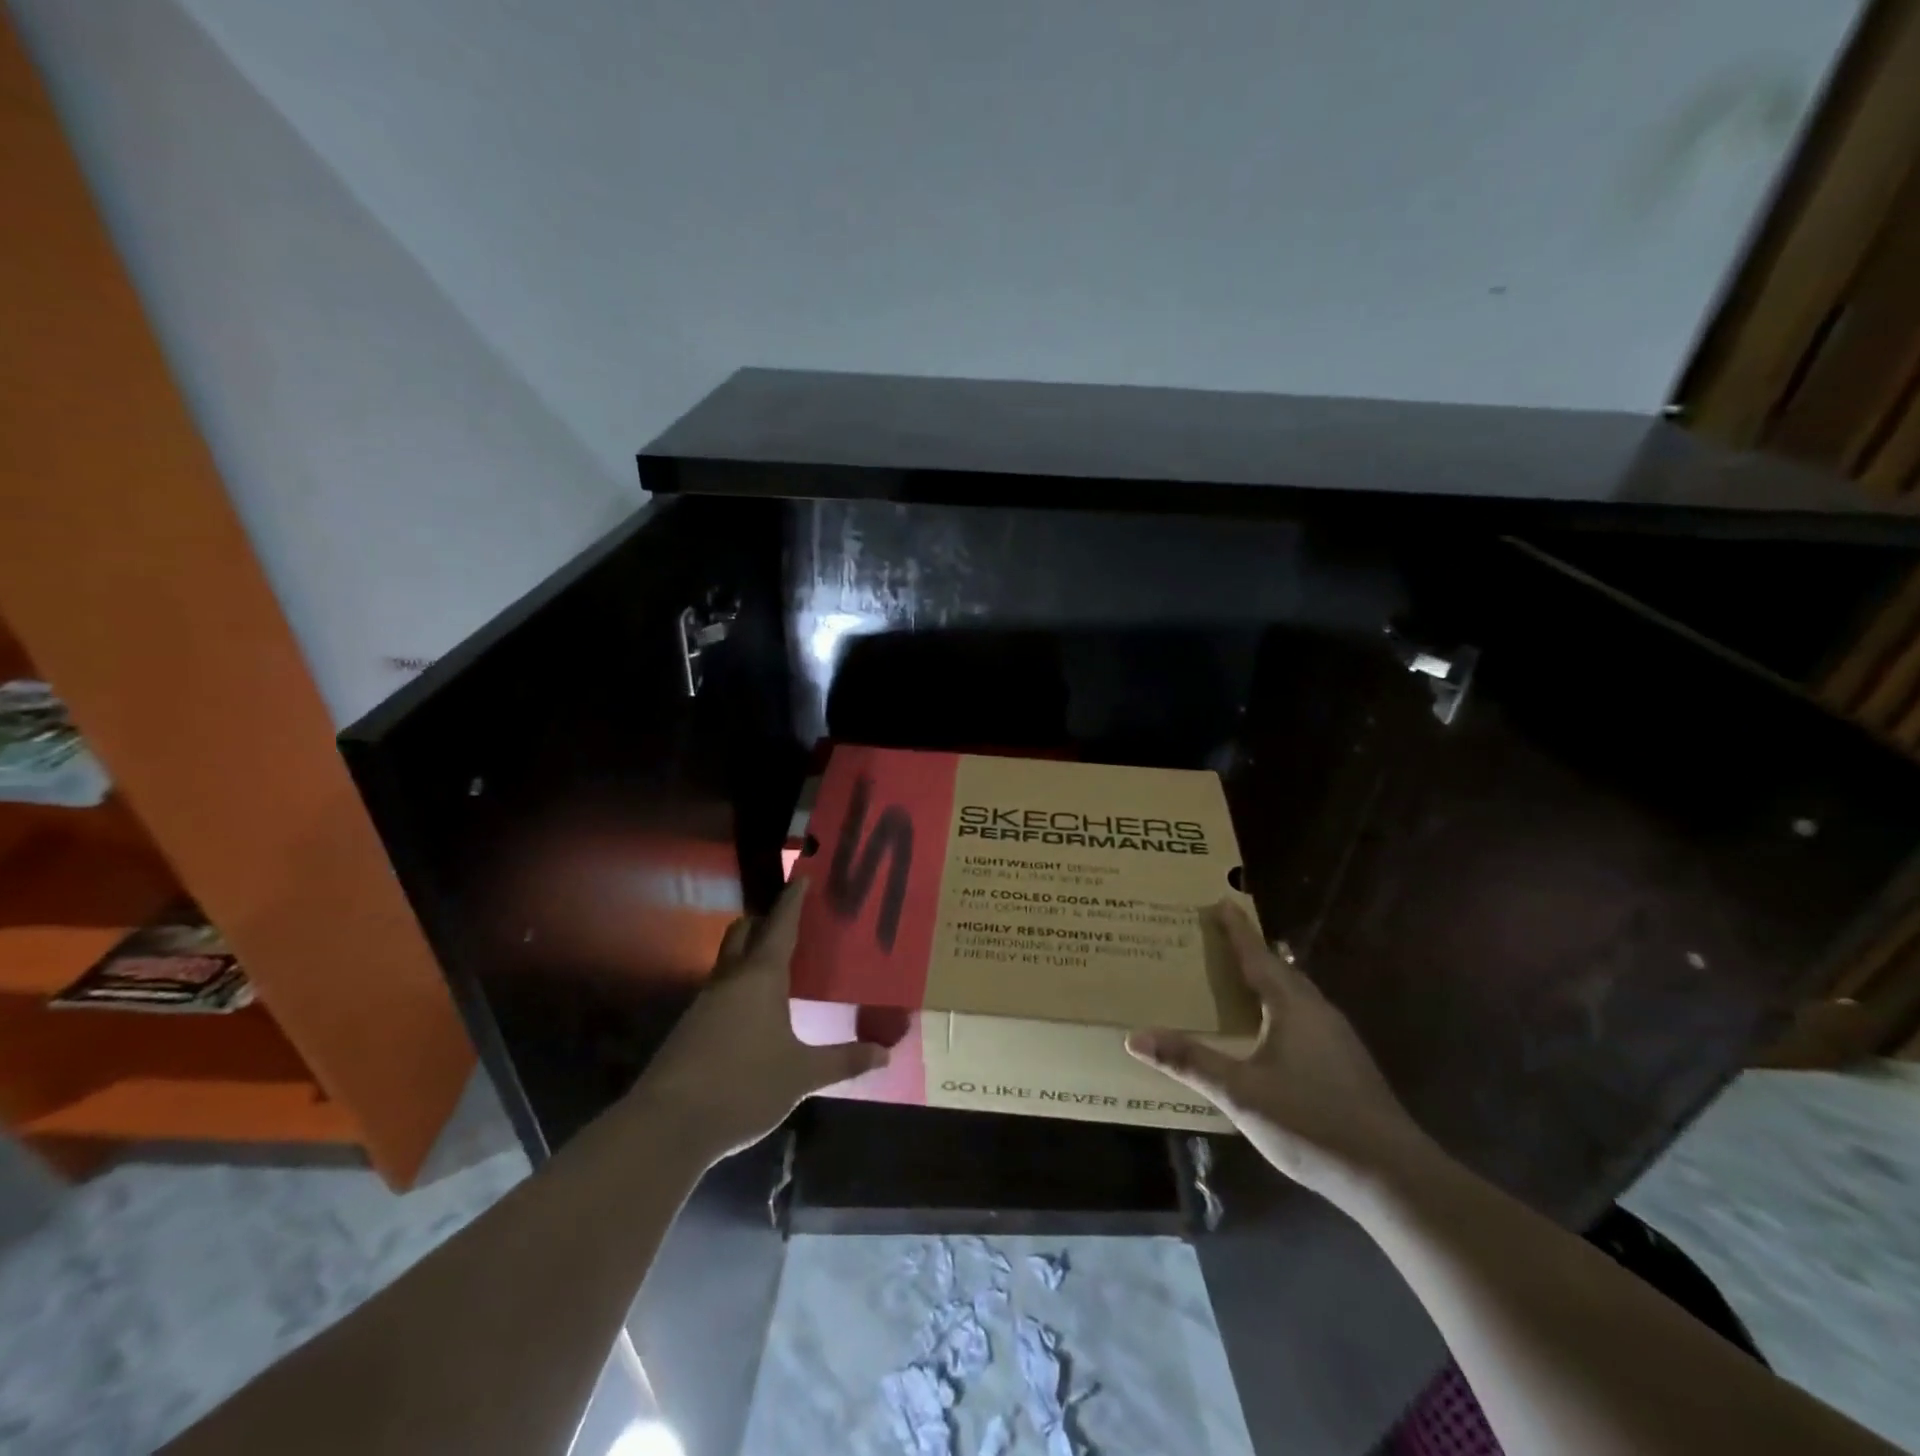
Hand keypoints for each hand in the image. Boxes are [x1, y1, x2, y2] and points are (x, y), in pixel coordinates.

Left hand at [634, 878, 887, 1159]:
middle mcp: (730, 979)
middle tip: (789, 924)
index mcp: (761, 977)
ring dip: (748, 955)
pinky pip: (718, 991)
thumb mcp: (801, 1076)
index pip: (781, 925)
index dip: (793, 900)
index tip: (803, 877)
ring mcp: (704, 1003)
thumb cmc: (744, 1086)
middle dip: (763, 922)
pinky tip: (753, 1014)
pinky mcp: (689, 1028)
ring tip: (778, 969)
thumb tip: (885, 1054)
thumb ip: (843, 1061)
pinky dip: (737, 987)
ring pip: (727, 962)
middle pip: (743, 933)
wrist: (668, 1125)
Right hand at [1126, 900, 1437, 1198]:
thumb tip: (1134, 1037)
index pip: (1257, 955)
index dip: (1237, 929)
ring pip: (1296, 994)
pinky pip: (1305, 1016)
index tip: (1221, 901)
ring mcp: (1337, 1038)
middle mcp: (1318, 1011)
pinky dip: (1281, 1006)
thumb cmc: (1311, 1123)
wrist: (1392, 1176)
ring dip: (1269, 979)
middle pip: (1280, 969)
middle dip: (1251, 950)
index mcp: (1292, 1007)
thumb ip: (1190, 1062)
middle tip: (1222, 937)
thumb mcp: (1241, 1093)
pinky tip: (1271, 1030)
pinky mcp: (1346, 1062)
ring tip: (1242, 977)